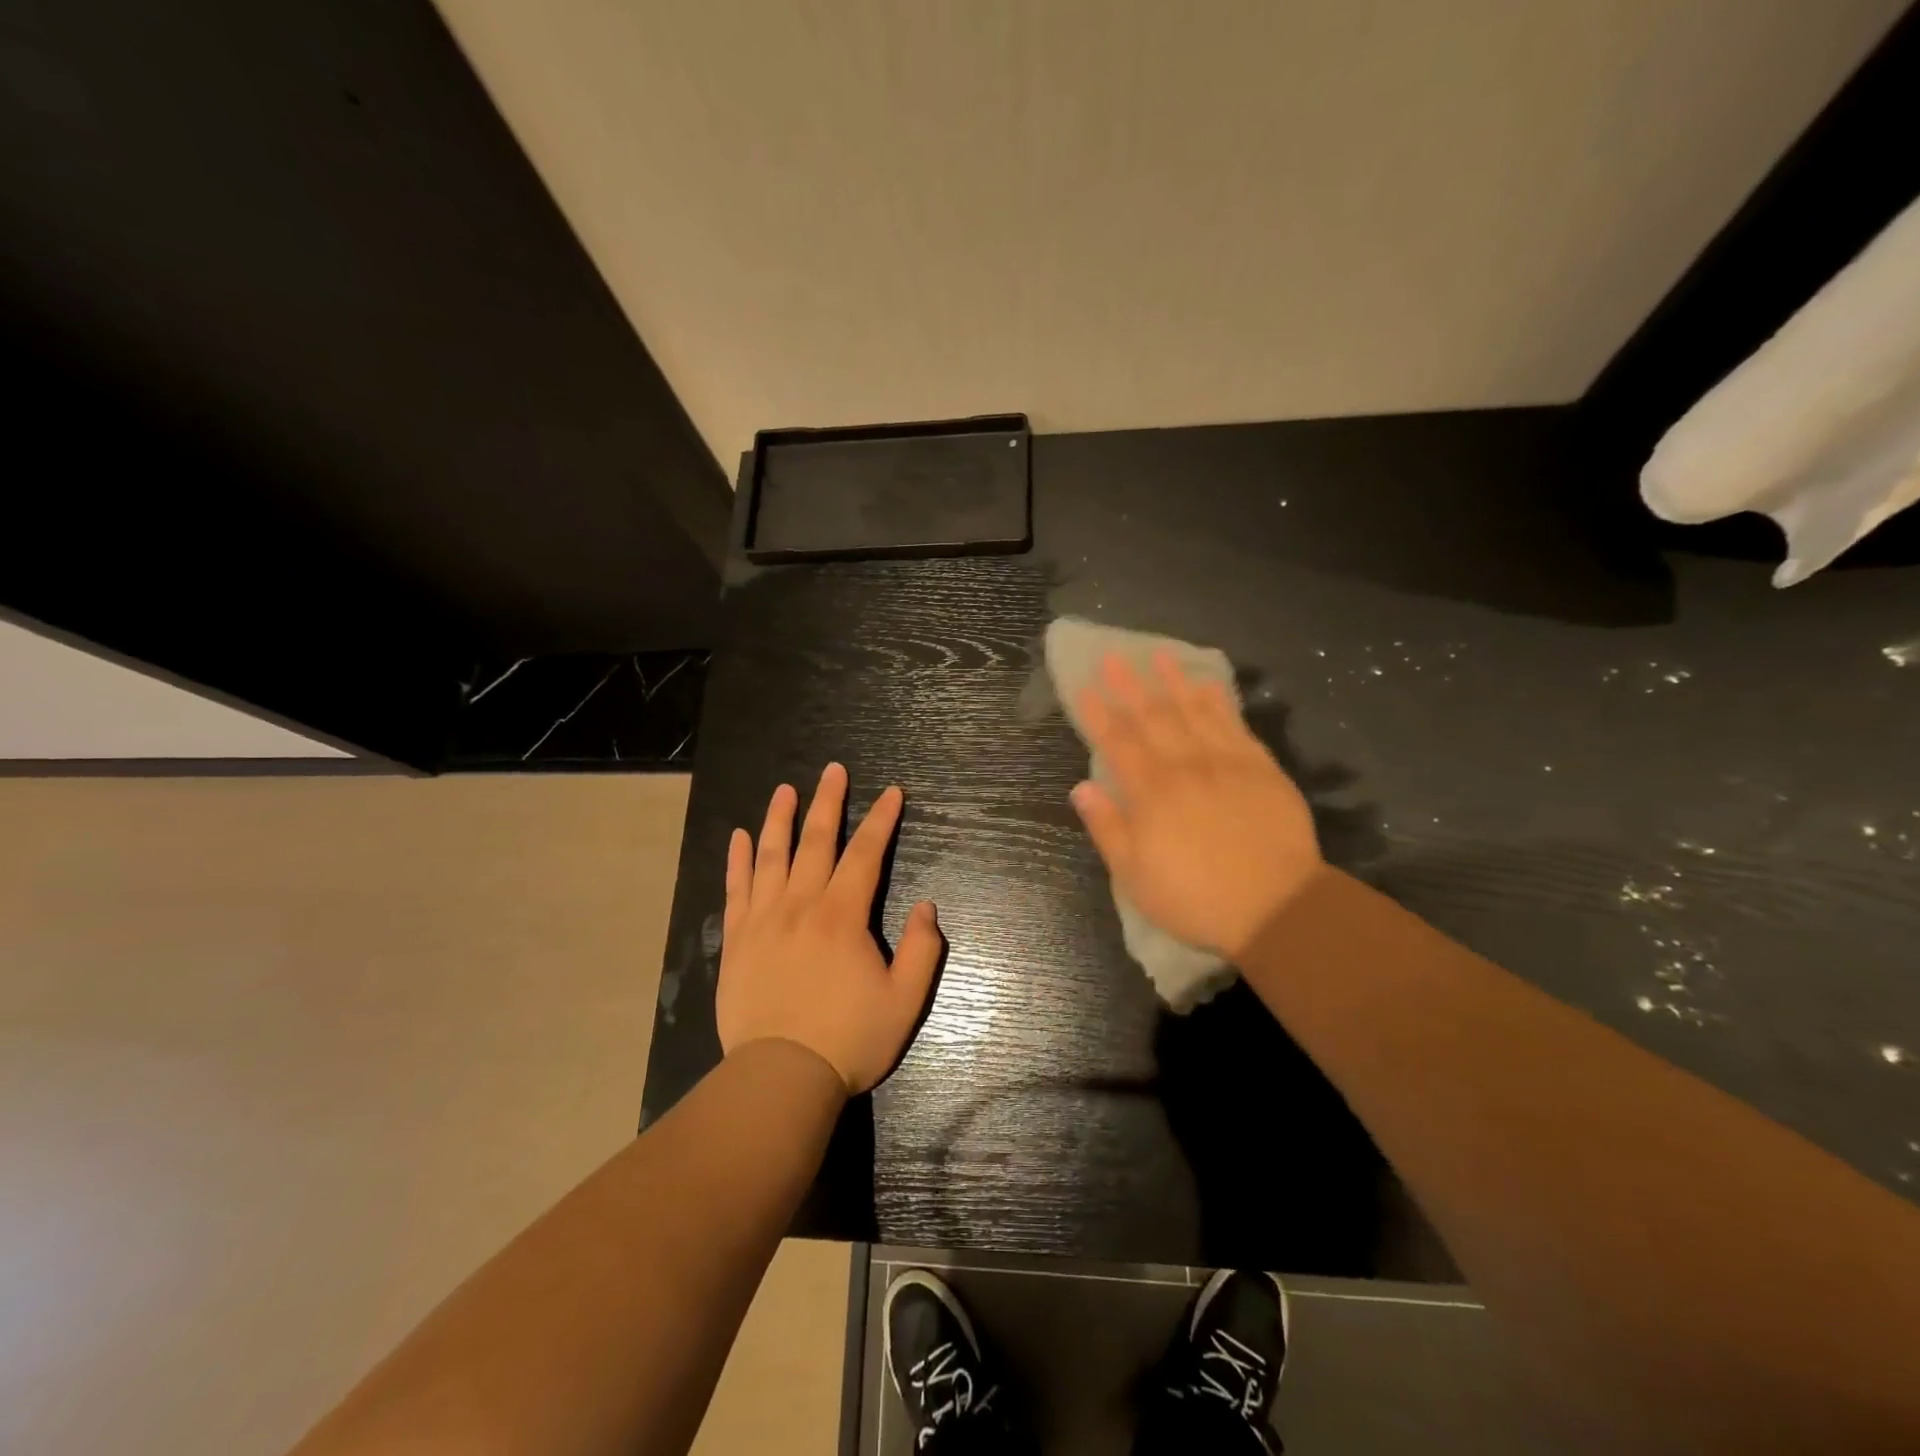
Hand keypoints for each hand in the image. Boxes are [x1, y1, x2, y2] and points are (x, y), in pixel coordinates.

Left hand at [716, 763, 942, 1092]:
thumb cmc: (849, 1039)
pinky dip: (738, 860)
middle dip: (829, 802)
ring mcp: (764, 920)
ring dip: (780, 819)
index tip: (892, 792)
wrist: (781, 1077)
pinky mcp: (737, 940)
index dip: (882, 820)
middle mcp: (802, 905)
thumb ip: (922, 950)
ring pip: (771, 856)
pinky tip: (739, 837)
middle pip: (817, 841)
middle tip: (834, 770)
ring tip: (785, 790)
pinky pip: (736, 889)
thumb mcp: (905, 1001)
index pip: (866, 854)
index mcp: (843, 916)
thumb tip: (928, 906)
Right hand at [1070, 651, 1323, 960]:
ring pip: (1194, 711)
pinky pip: (1234, 724)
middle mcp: (1185, 766)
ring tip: (1158, 655)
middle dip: (1129, 685)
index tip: (1083, 688)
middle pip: (1152, 717)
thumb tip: (1081, 787)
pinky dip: (1218, 702)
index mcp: (1150, 793)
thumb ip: (1107, 827)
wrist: (1277, 907)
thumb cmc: (1195, 898)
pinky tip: (1207, 685)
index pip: (1117, 743)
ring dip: (1173, 681)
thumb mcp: (1135, 876)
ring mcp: (1226, 762)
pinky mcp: (1260, 767)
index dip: (1098, 714)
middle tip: (1114, 657)